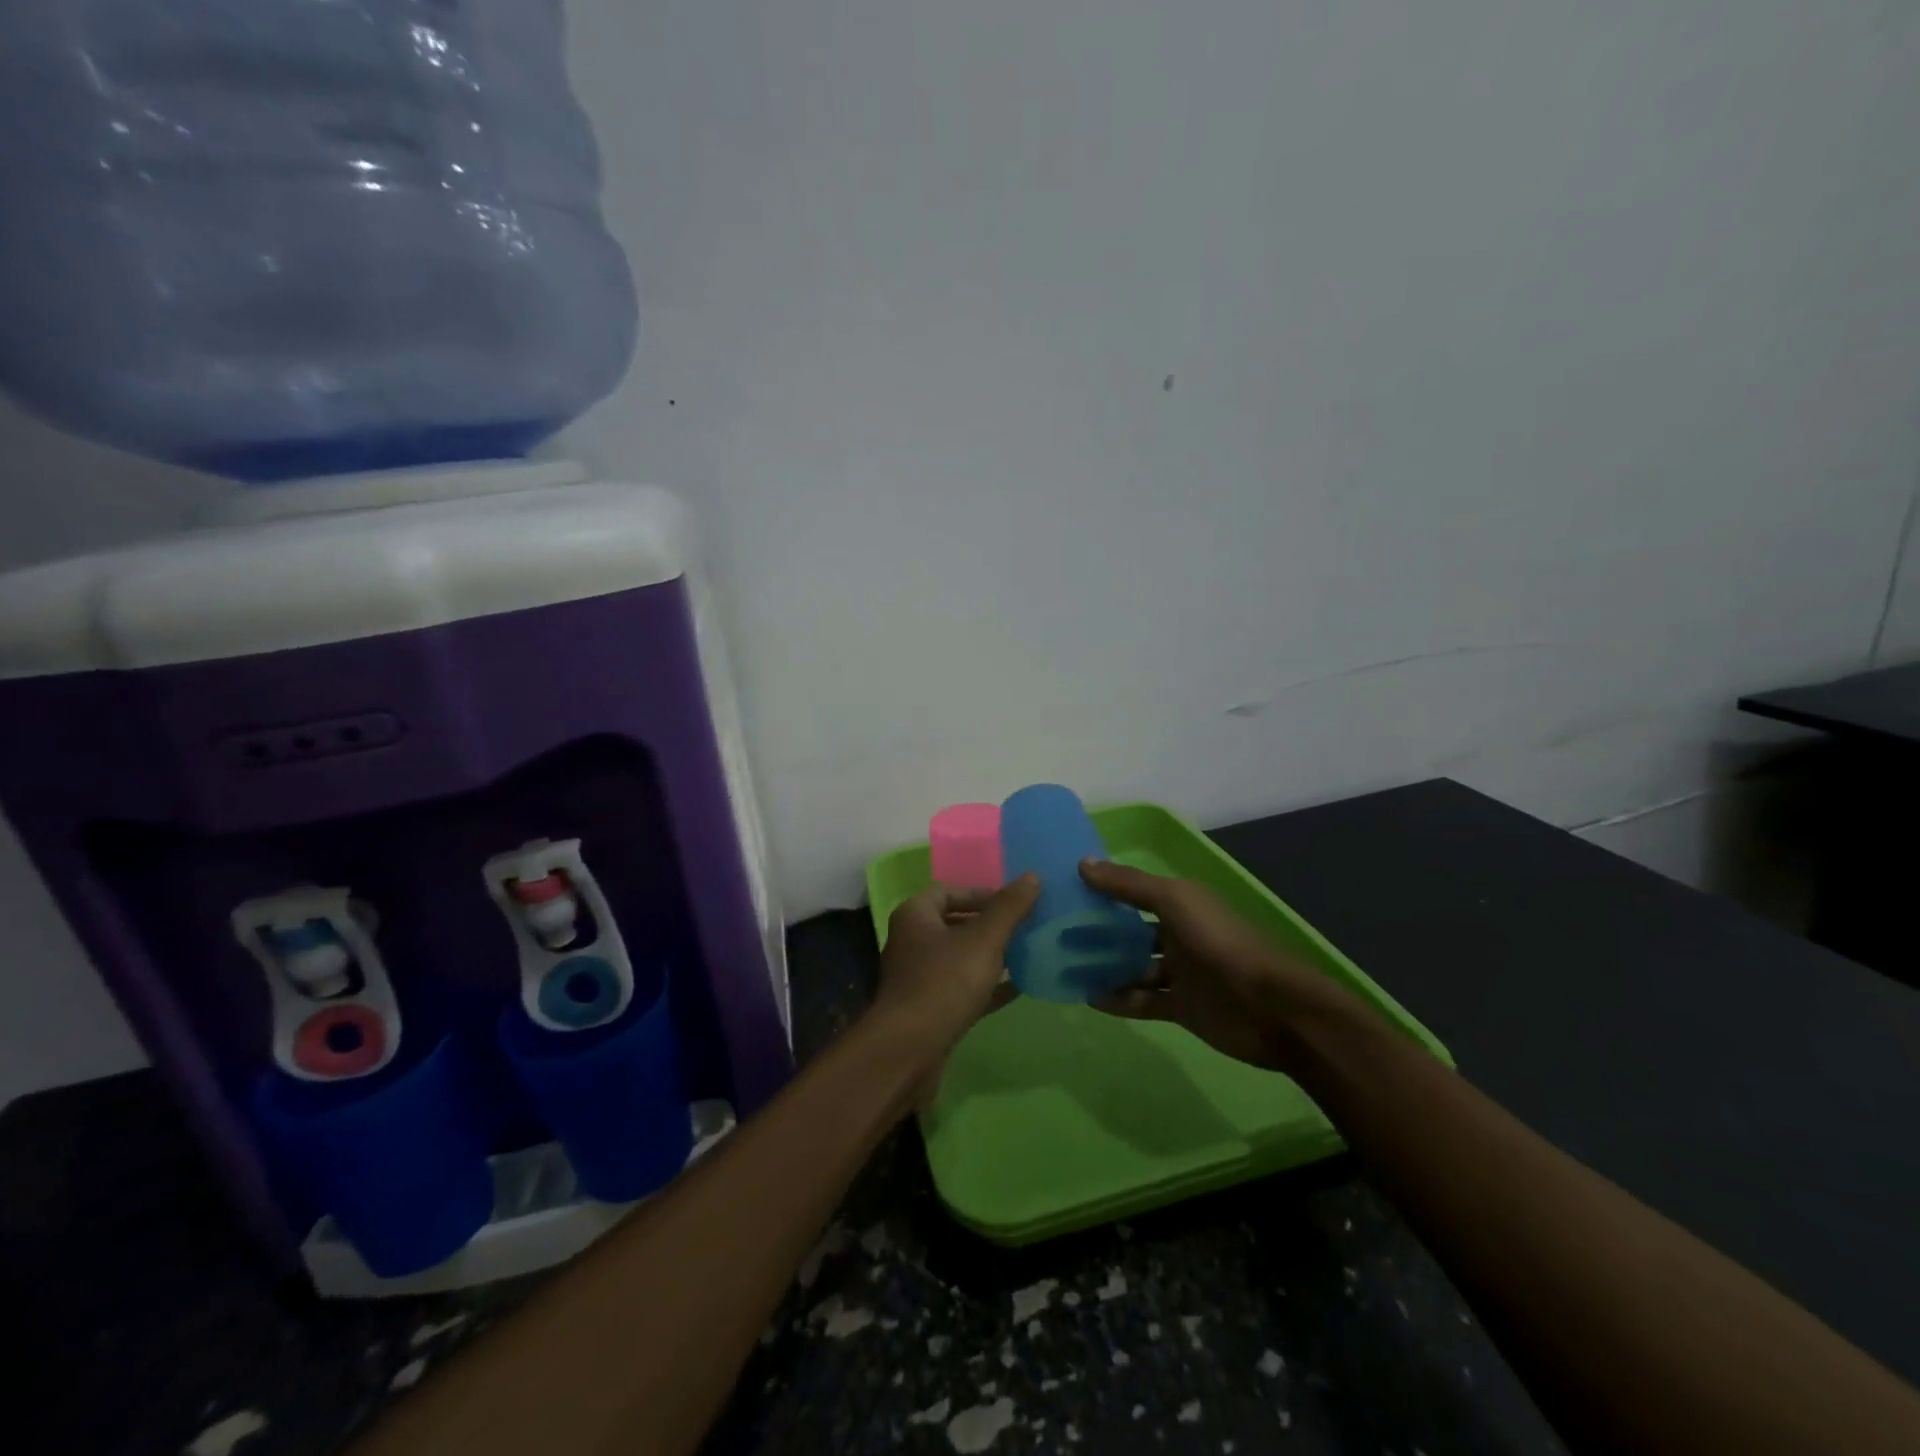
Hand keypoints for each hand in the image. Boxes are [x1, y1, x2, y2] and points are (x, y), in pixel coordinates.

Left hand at [870, 875, 1039, 1071]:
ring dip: (990, 955)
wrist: (910, 1050)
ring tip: (1027, 953)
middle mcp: (912, 941)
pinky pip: (962, 988)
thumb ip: (1009, 907)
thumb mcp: (984, 939)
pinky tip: (1017, 988)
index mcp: (916, 915)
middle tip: (1025, 926)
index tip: (1015, 903)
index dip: (982, 893)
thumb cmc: (945, 982)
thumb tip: (1032, 876)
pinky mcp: (928, 1009)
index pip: (949, 890)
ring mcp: (918, 977)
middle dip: (990, 924)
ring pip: (960, 957)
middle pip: (955, 923)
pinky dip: (986, 986)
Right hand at [1079, 859, 1331, 1071]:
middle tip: (1057, 935)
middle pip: (1130, 931)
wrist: (1270, 1008)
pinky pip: (1142, 1001)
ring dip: (1104, 968)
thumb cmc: (1219, 943)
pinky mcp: (1181, 1007)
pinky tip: (1088, 998)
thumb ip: (1128, 884)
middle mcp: (1178, 934)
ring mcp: (1180, 972)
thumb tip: (1082, 863)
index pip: (1133, 891)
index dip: (1103, 890)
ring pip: (1133, 967)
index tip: (1064, 891)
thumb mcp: (1173, 901)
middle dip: (1098, 933)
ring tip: (1065, 968)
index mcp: (1180, 903)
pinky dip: (1118, 999)